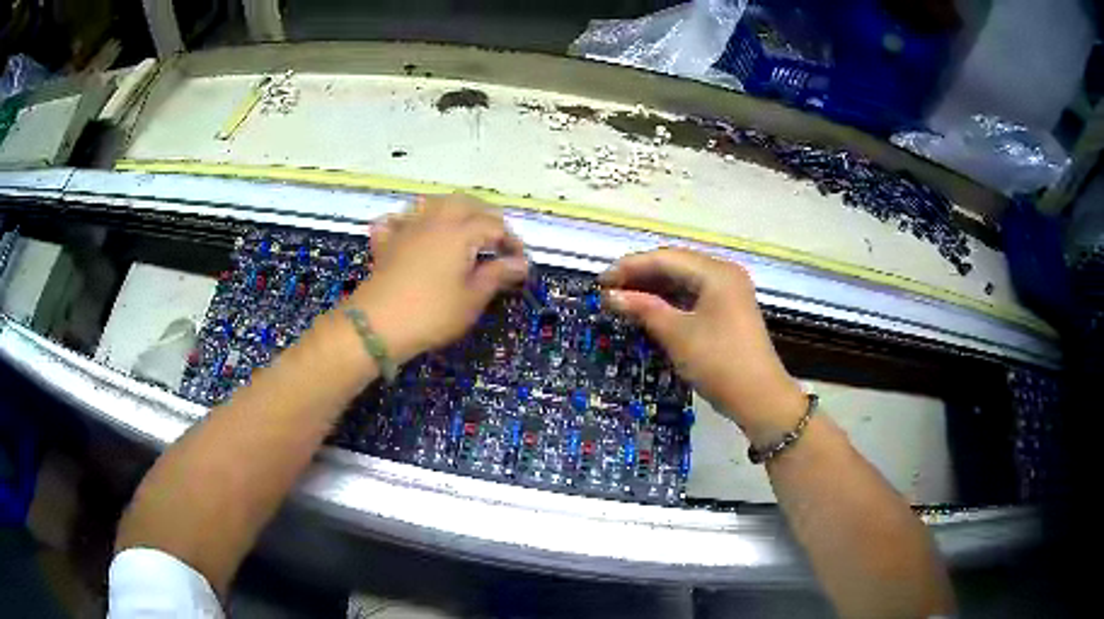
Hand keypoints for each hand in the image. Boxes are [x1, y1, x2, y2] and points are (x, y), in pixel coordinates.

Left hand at [349, 194, 527, 363]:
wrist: (377, 324)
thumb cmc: (431, 313)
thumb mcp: (471, 299)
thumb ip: (496, 275)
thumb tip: (520, 263)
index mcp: (460, 232)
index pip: (494, 225)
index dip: (511, 240)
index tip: (519, 262)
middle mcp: (435, 221)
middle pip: (465, 203)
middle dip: (485, 217)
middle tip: (495, 241)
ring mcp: (408, 227)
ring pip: (434, 204)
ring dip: (453, 211)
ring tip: (462, 231)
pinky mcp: (388, 241)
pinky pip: (400, 219)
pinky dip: (411, 220)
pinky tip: (414, 231)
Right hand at [600, 248, 805, 445]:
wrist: (760, 398)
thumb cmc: (718, 362)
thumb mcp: (677, 335)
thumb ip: (643, 308)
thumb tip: (610, 295)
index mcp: (716, 272)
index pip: (665, 258)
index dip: (630, 267)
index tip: (600, 282)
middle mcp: (724, 274)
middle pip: (675, 266)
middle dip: (640, 276)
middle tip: (609, 291)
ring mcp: (729, 292)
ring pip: (683, 281)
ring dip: (653, 289)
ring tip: (623, 300)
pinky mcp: (728, 311)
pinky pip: (693, 296)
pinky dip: (670, 302)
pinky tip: (649, 310)